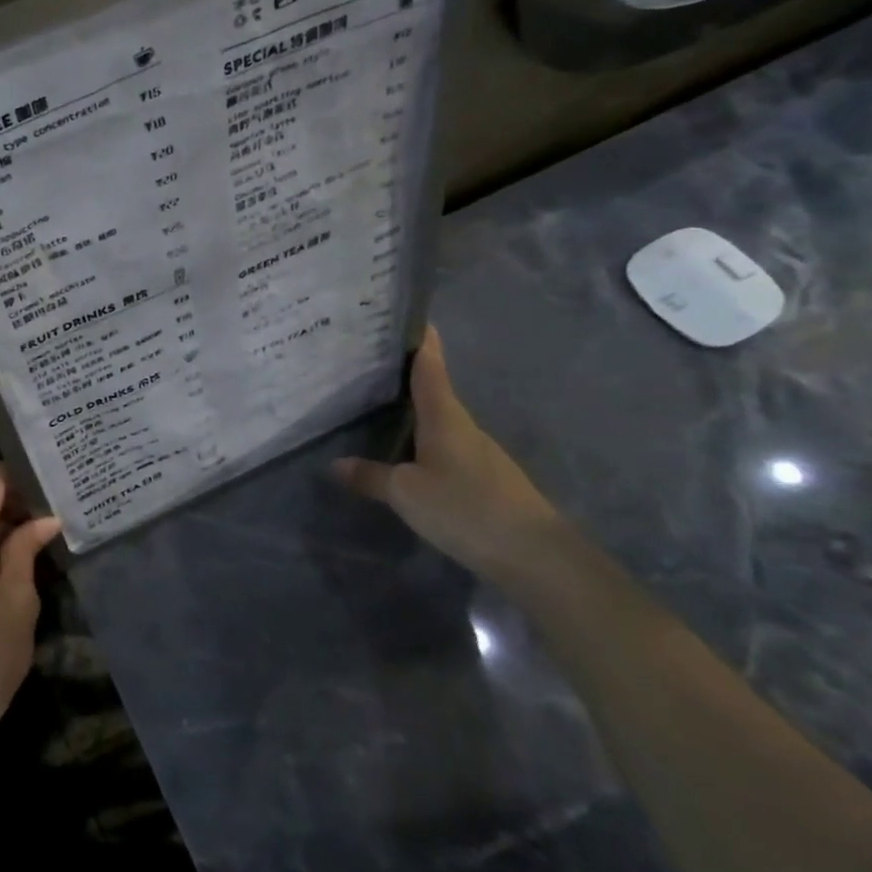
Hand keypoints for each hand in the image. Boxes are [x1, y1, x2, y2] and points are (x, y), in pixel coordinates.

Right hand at [332, 327, 565, 577]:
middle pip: (433, 390)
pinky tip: (405, 452)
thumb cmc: (466, 508)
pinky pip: (445, 447)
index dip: (420, 339)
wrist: (536, 557)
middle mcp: (463, 426)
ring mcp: (478, 452)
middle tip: (368, 363)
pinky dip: (422, 440)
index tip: (409, 314)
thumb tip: (334, 464)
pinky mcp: (484, 478)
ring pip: (438, 421)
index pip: (430, 366)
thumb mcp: (406, 493)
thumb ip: (371, 477)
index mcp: (444, 416)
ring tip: (376, 405)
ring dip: (412, 410)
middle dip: (404, 375)